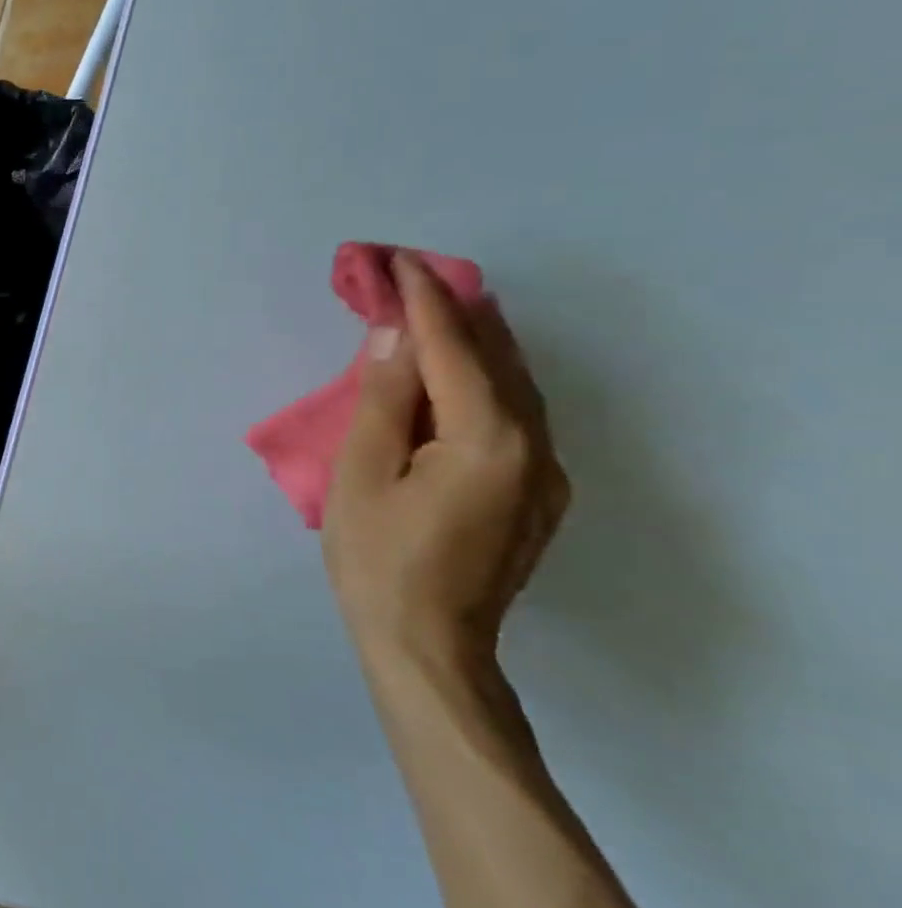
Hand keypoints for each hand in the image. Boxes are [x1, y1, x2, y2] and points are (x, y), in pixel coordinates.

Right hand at [322, 252, 568, 671]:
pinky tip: (454, 372)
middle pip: (496, 356)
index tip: (395, 260)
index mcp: (488, 439)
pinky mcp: (536, 492)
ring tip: (430, 308)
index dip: (422, 300)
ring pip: (513, 383)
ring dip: (470, 341)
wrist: (428, 647)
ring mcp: (544, 472)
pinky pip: (513, 413)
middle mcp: (534, 446)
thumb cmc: (379, 560)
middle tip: (407, 274)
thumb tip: (393, 336)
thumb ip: (382, 399)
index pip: (453, 348)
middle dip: (451, 309)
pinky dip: (481, 379)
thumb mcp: (362, 474)